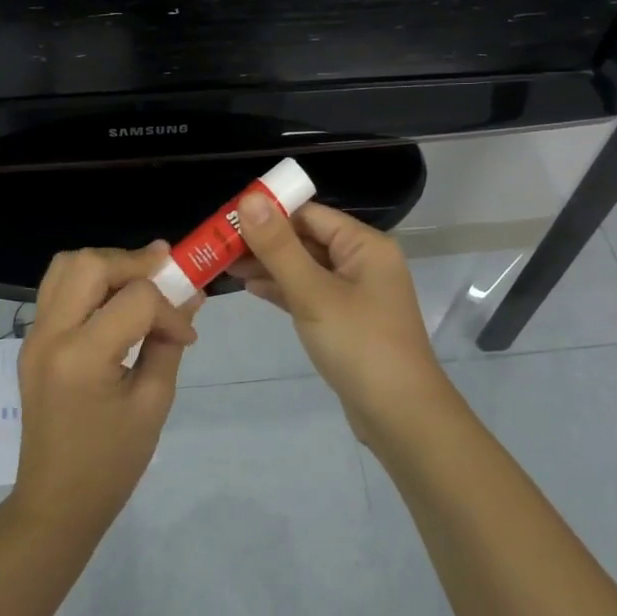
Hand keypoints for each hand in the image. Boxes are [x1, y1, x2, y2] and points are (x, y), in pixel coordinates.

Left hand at [14, 243, 199, 533]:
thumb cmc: (112, 462)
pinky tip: (115, 304)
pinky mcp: (32, 342)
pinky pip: (57, 289)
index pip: (136, 299)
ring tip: (140, 282)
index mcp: (82, 357)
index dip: (170, 309)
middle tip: (166, 273)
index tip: (186, 335)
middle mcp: (50, 335)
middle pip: (90, 263)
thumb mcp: (153, 403)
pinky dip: (89, 283)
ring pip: (66, 266)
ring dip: (107, 265)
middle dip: (134, 263)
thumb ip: (168, 343)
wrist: (56, 502)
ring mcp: (34, 336)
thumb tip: (189, 299)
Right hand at [230, 197, 454, 440]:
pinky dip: (283, 289)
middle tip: (217, 244)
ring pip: (305, 268)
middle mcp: (363, 262)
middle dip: (264, 241)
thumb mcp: (313, 292)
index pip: (309, 214)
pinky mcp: (345, 321)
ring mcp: (355, 293)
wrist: (400, 416)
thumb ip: (279, 247)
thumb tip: (248, 199)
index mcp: (364, 245)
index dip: (268, 212)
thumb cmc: (359, 345)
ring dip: (269, 265)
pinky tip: (251, 287)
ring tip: (224, 265)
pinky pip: (309, 293)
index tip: (226, 218)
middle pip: (307, 239)